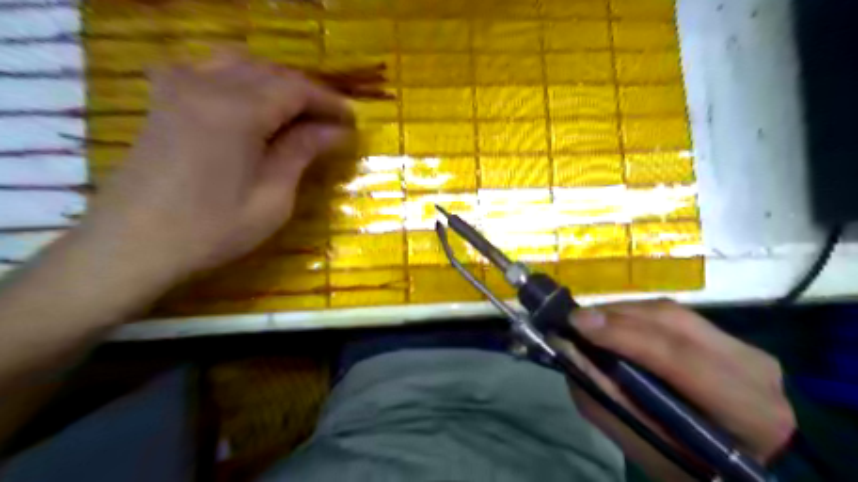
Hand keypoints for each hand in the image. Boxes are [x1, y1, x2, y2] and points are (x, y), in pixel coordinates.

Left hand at [78, 52, 351, 284]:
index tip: (352, 121)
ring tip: (298, 114)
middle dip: (306, 93)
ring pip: (241, 65)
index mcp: (237, 110)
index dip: (328, 102)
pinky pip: (211, 71)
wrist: (132, 245)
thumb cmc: (212, 229)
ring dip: (276, 85)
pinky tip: (252, 105)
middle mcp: (207, 85)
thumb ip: (301, 153)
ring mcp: (179, 87)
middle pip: (271, 73)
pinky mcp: (164, 99)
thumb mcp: (272, 198)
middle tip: (331, 122)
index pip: (296, 89)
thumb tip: (336, 131)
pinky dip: (242, 81)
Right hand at [557, 301, 797, 478]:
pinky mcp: (729, 337)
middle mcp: (755, 368)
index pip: (679, 357)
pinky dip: (636, 316)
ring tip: (589, 321)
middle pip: (674, 322)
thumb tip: (568, 348)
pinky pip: (674, 315)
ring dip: (623, 313)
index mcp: (748, 411)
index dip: (623, 334)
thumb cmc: (688, 467)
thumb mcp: (643, 446)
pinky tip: (614, 323)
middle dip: (617, 316)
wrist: (735, 469)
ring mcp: (746, 347)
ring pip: (672, 312)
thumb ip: (603, 398)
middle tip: (576, 320)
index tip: (577, 323)